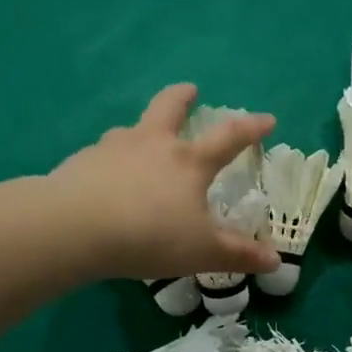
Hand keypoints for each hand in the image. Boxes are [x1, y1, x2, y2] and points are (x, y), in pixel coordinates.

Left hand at [46, 85, 279, 280]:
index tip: (267, 119)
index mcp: (189, 162)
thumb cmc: (151, 236)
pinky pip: (102, 156)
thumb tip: (275, 261)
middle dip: (183, 97)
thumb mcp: (203, 252)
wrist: (75, 228)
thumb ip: (239, 255)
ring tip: (142, 140)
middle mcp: (153, 145)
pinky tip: (106, 179)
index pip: (229, 138)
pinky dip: (111, 161)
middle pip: (169, 108)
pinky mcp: (82, 163)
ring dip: (142, 129)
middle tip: (190, 90)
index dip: (251, 128)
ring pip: (132, 129)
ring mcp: (113, 149)